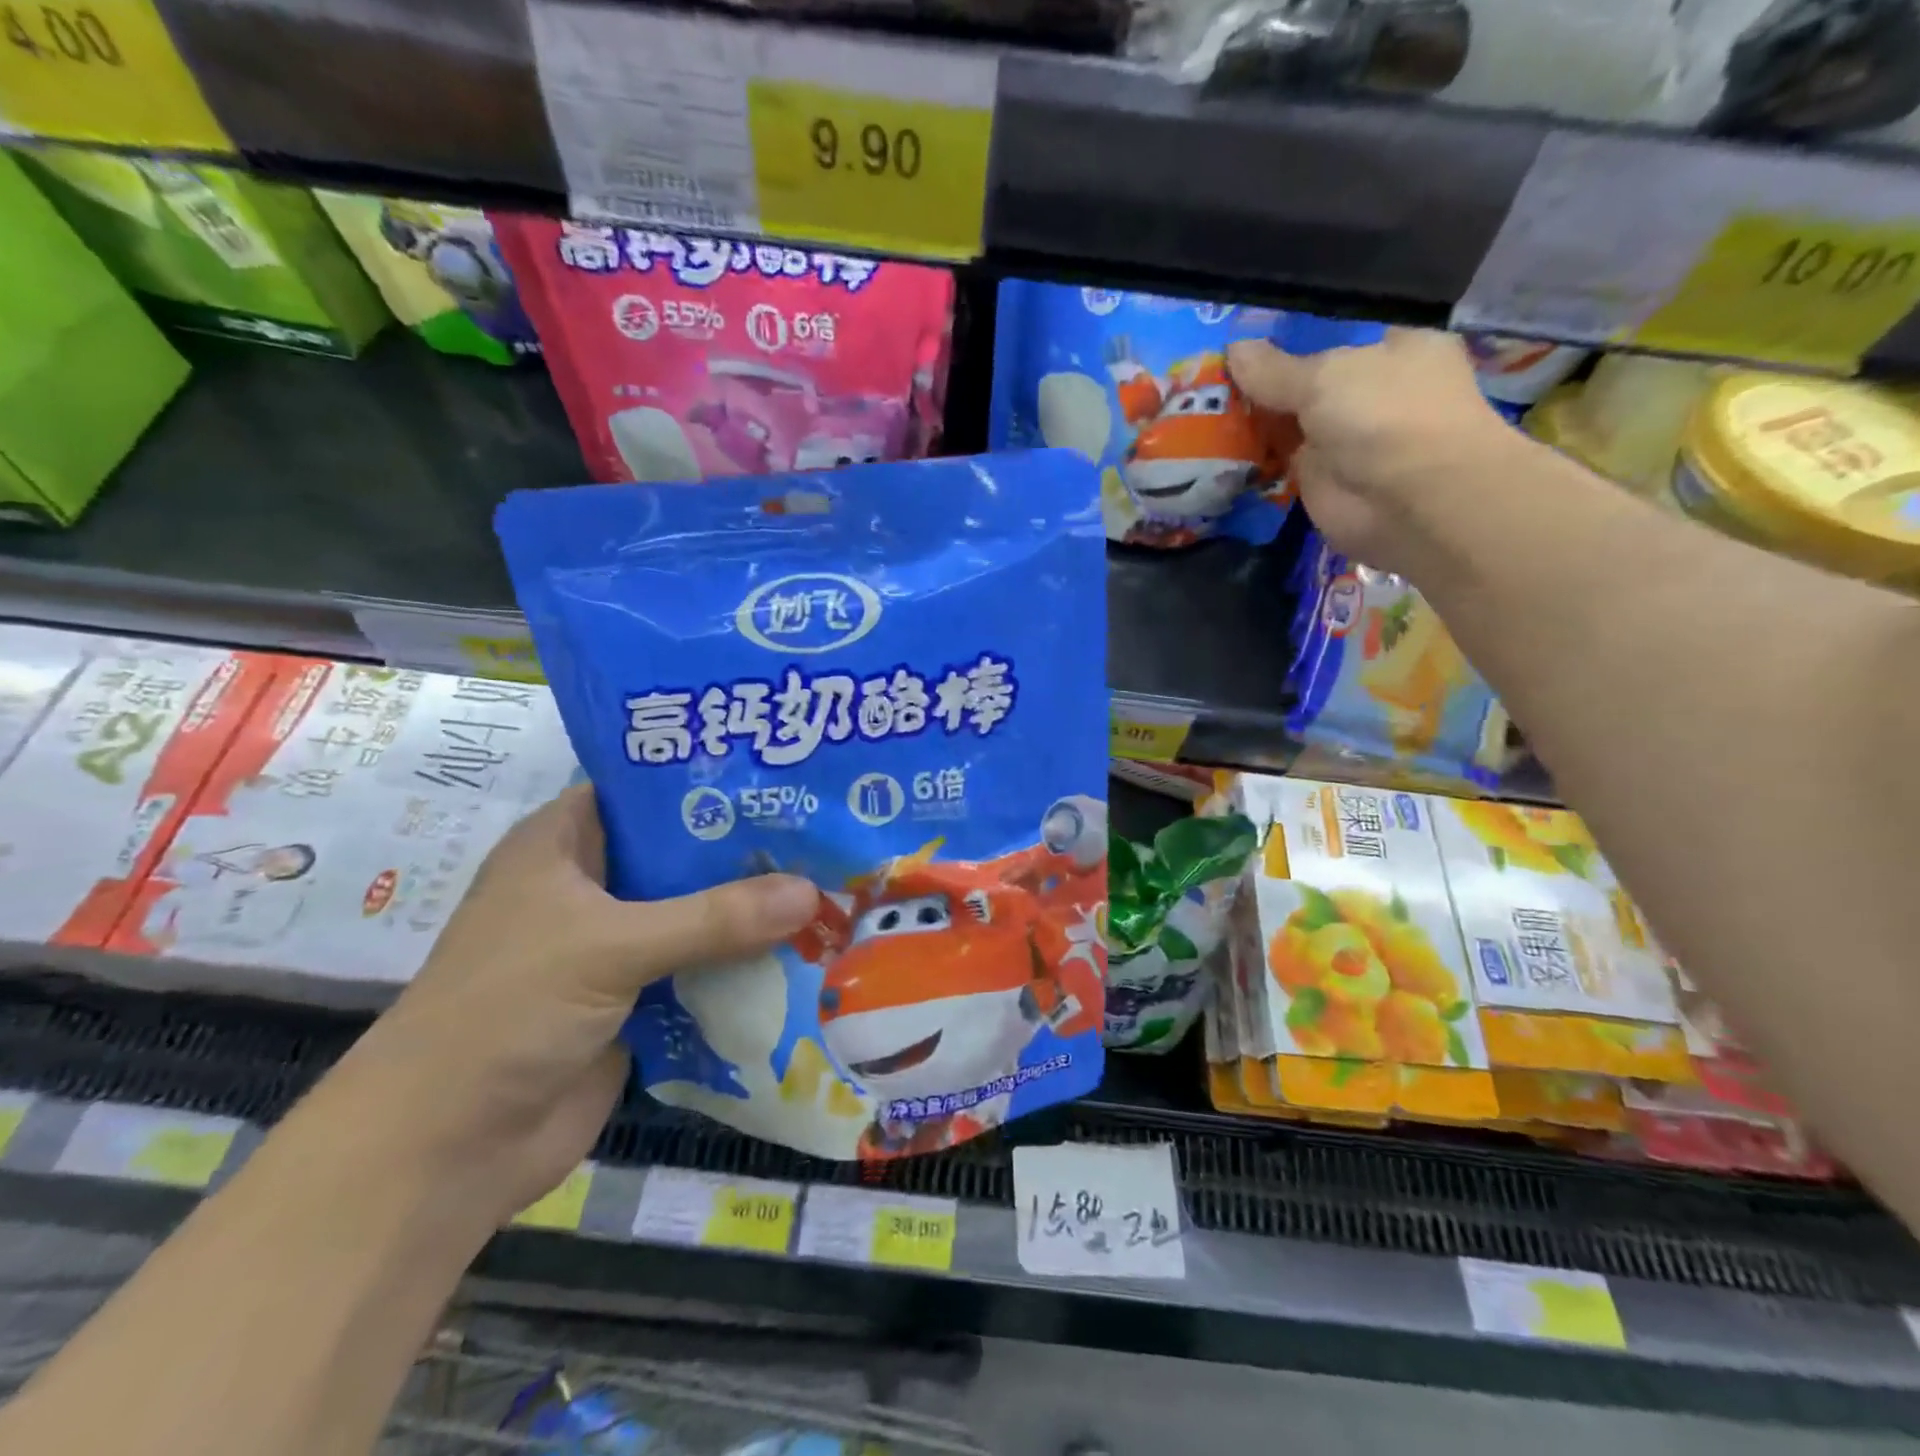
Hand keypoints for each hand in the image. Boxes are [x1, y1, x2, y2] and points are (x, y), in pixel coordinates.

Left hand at [329, 785, 818, 1227]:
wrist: (445, 1151)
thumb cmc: (507, 1011)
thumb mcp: (610, 946)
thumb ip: (714, 918)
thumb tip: (811, 892)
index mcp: (565, 843)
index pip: (648, 790)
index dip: (711, 781)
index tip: (783, 776)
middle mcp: (593, 885)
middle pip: (684, 854)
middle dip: (749, 851)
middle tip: (827, 832)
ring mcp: (616, 944)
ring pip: (699, 913)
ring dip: (754, 911)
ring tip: (831, 884)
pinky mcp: (637, 997)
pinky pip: (703, 967)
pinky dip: (744, 963)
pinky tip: (806, 950)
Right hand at [1227, 329, 1514, 574]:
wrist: (1411, 503)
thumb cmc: (1384, 418)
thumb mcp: (1324, 377)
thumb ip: (1275, 369)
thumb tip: (1233, 348)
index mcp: (1393, 350)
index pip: (1334, 339)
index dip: (1288, 342)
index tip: (1241, 346)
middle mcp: (1372, 394)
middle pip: (1307, 384)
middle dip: (1264, 384)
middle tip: (1207, 381)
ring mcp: (1346, 442)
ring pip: (1290, 425)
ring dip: (1253, 423)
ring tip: (1199, 411)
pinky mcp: (1322, 483)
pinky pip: (1279, 464)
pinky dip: (1252, 461)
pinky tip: (1212, 450)